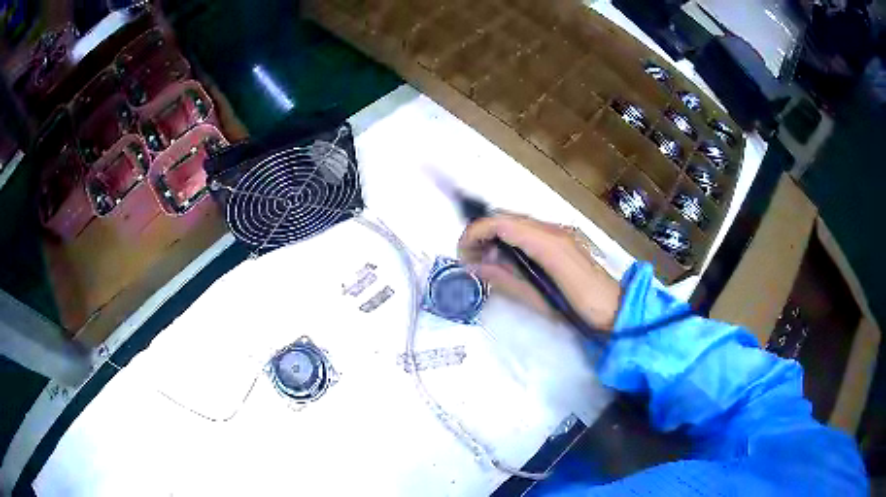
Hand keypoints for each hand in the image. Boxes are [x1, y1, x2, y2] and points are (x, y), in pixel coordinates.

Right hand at [458, 214, 620, 329]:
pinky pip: (528, 230)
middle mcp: (553, 229)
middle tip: (469, 259)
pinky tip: (506, 258)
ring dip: (494, 235)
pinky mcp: (562, 238)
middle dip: (482, 233)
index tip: (461, 252)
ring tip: (483, 261)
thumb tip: (474, 266)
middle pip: (507, 217)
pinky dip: (509, 238)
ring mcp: (559, 231)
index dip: (476, 232)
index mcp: (548, 243)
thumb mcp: (538, 300)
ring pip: (516, 222)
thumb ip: (505, 279)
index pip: (502, 223)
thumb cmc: (579, 310)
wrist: (615, 309)